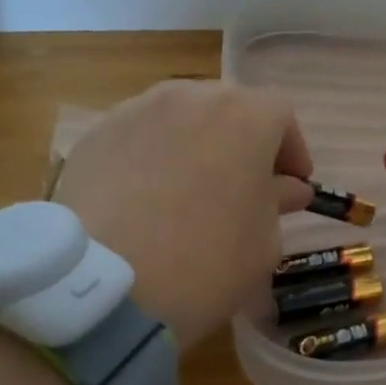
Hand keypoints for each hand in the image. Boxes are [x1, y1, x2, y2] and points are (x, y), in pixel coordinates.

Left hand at [51, 80, 313, 346]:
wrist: (106, 288)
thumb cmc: (206, 262)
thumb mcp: (263, 241)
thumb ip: (278, 202)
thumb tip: (286, 187)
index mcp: (244, 116)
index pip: (280, 114)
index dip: (291, 148)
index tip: (291, 185)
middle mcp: (189, 97)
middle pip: (227, 108)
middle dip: (241, 142)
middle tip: (242, 186)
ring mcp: (135, 111)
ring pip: (179, 118)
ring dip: (194, 145)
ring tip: (189, 190)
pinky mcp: (94, 136)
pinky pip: (137, 138)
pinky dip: (150, 158)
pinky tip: (144, 200)